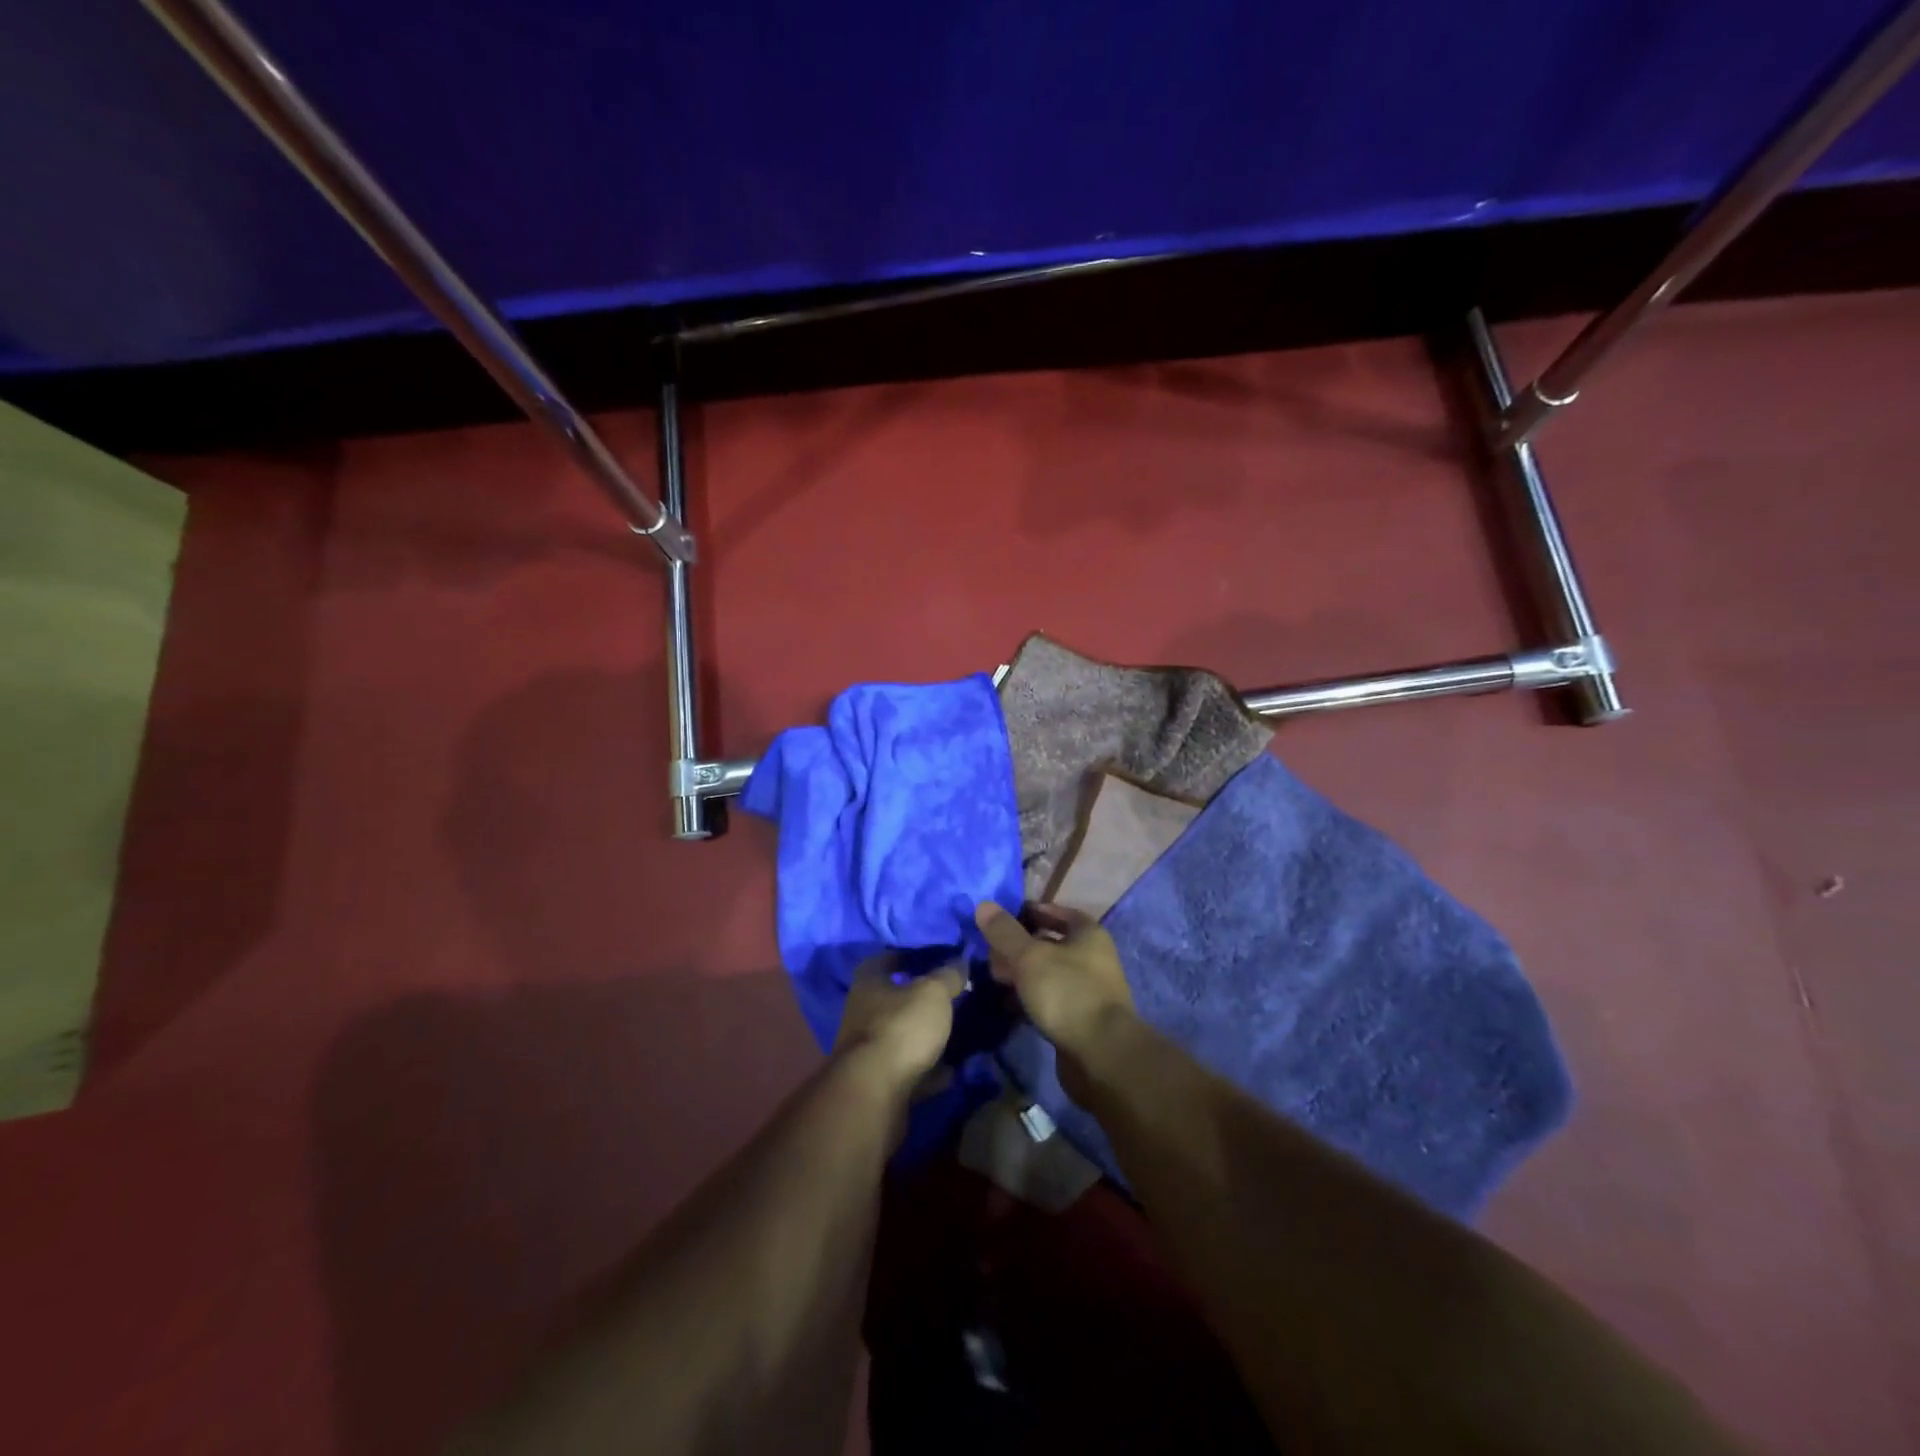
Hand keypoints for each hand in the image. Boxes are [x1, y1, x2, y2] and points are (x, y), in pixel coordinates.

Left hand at [833, 953, 966, 1098]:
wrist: (875, 1093)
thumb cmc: (901, 1027)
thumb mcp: (933, 993)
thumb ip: (948, 975)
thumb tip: (959, 962)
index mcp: (868, 984)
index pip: (884, 959)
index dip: (907, 956)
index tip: (932, 958)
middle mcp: (862, 1013)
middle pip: (893, 1001)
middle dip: (919, 1000)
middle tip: (950, 998)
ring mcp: (868, 1051)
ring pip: (901, 1036)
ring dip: (924, 1036)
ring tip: (956, 1034)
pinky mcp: (879, 1083)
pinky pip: (909, 1070)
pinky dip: (928, 1070)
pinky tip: (952, 1071)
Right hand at [974, 903, 1135, 1063]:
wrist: (1101, 1054)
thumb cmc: (1067, 992)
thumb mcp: (1030, 956)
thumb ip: (1005, 932)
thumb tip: (983, 905)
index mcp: (1088, 934)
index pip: (1058, 912)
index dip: (1031, 911)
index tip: (1003, 917)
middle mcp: (1092, 958)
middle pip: (1052, 944)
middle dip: (1021, 945)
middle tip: (991, 950)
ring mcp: (1088, 990)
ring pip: (1048, 973)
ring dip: (1023, 974)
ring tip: (993, 976)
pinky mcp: (1079, 1019)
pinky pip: (1050, 1000)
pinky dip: (1030, 998)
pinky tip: (1007, 1003)